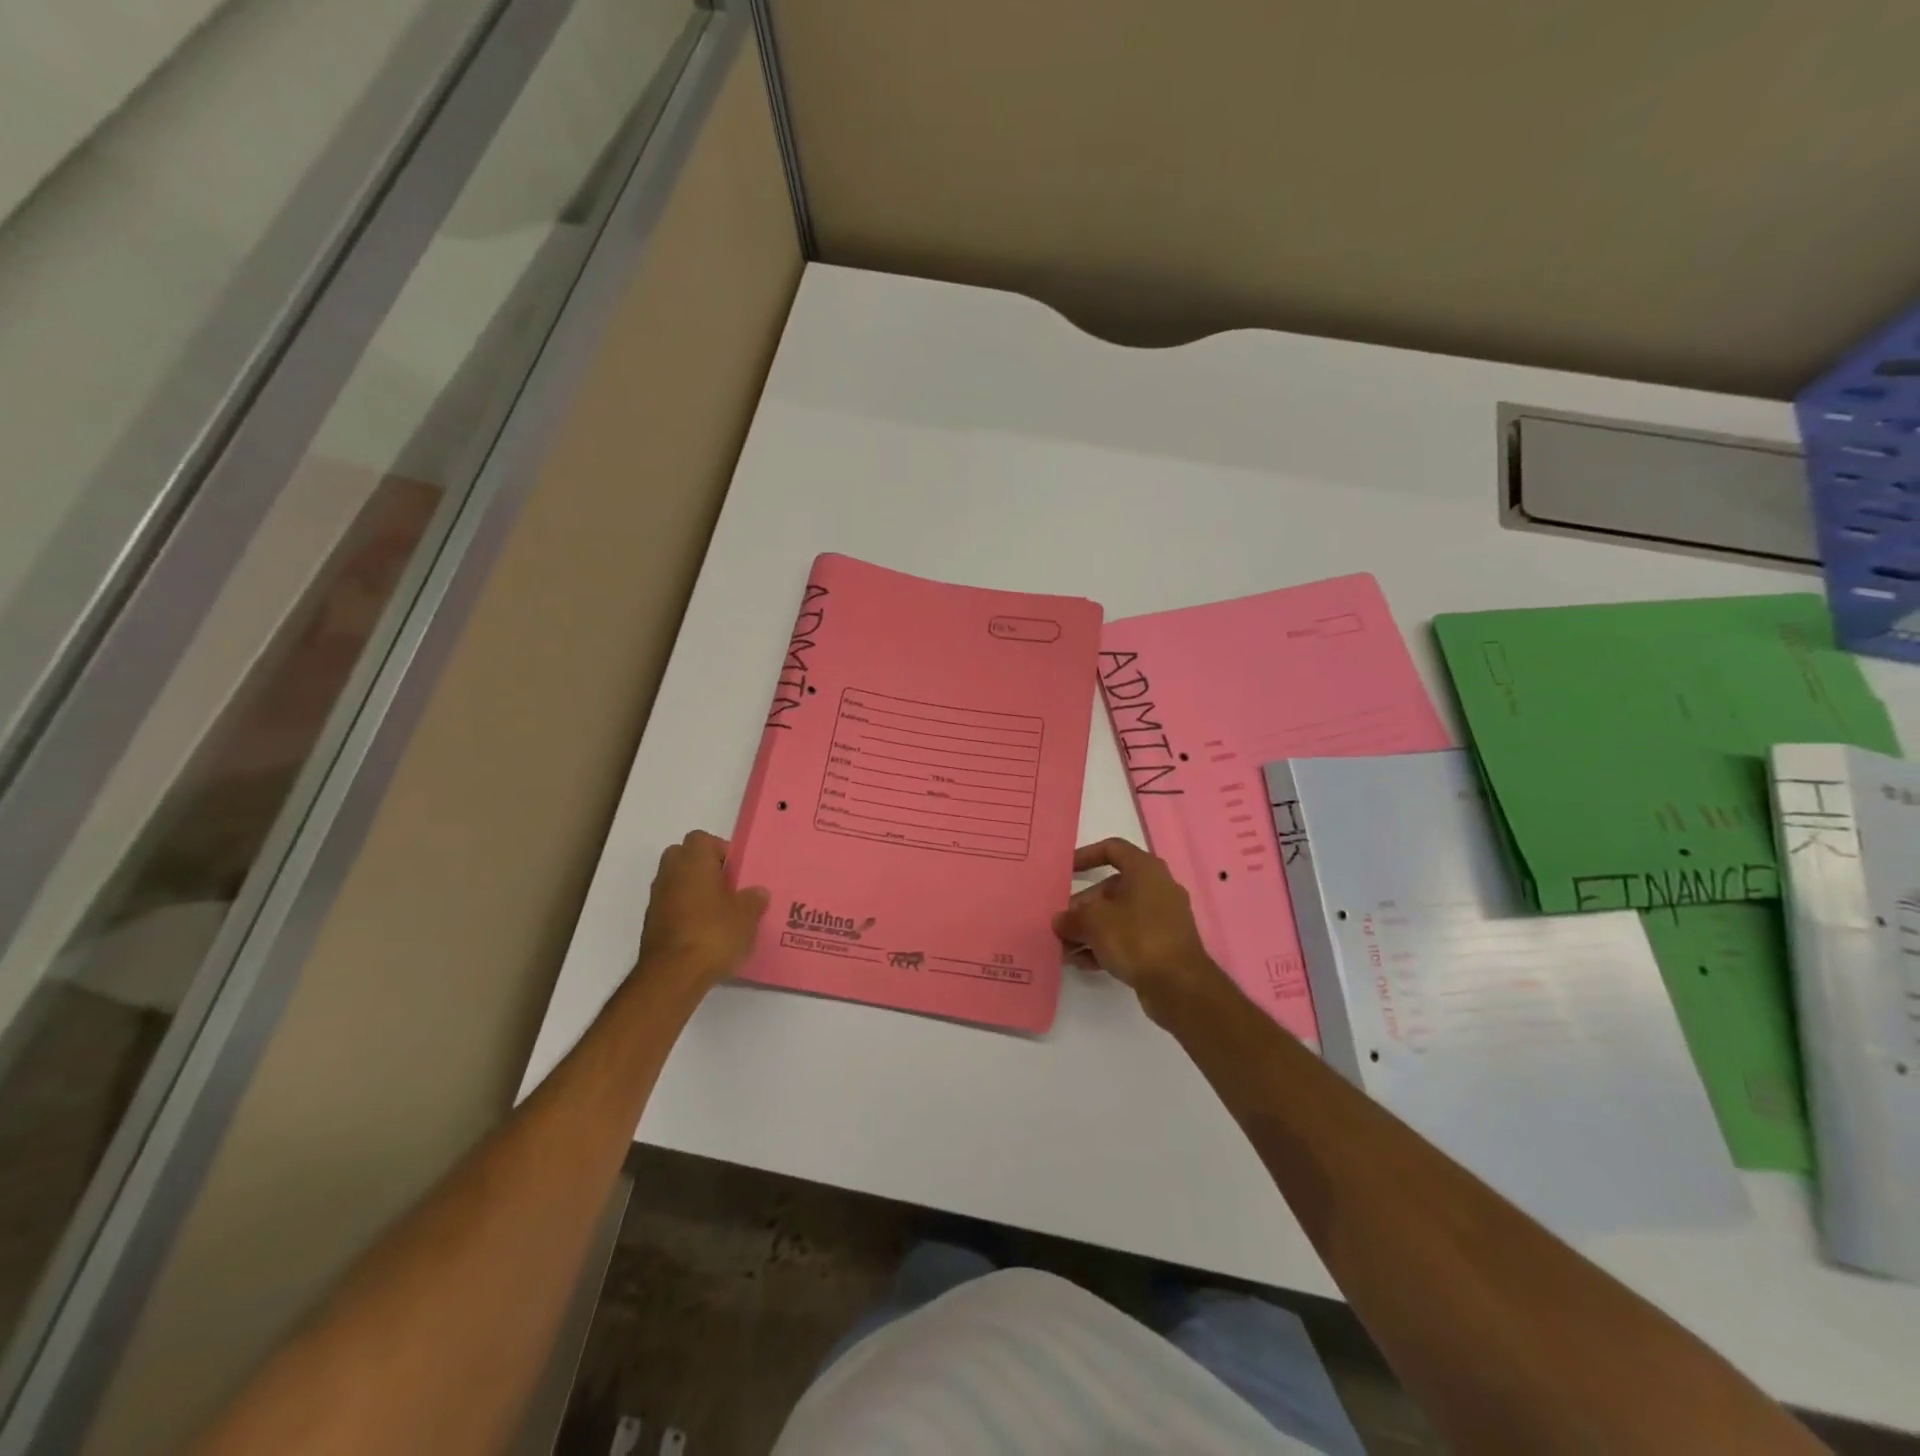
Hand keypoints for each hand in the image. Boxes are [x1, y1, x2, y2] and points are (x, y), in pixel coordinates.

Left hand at [637, 831, 768, 992]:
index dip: (721, 851)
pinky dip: (685, 913)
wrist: (673, 975)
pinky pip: (671, 907)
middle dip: (704, 869)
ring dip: (694, 892)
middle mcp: (670, 873)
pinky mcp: (651, 924)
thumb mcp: (747, 915)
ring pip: (677, 882)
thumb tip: (757, 892)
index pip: (702, 839)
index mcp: (693, 861)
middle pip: (685, 857)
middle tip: (727, 887)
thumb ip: (754, 899)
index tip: (737, 871)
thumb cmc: (714, 933)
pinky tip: (705, 933)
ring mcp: (656, 899)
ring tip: (719, 913)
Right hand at [1053, 838, 1223, 1020]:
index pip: (1112, 849)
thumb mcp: (1094, 923)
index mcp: (1145, 869)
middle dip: (1082, 906)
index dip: (1085, 856)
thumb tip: (1060, 921)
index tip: (1064, 871)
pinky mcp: (1163, 945)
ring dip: (1090, 930)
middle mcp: (1157, 888)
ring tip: (1065, 948)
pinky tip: (1083, 962)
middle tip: (1061, 923)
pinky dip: (1107, 945)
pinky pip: (1129, 937)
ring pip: (1118, 916)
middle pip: (1111, 889)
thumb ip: (1071, 918)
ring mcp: (1162, 918)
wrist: (1180, 985)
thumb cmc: (1136, 938)